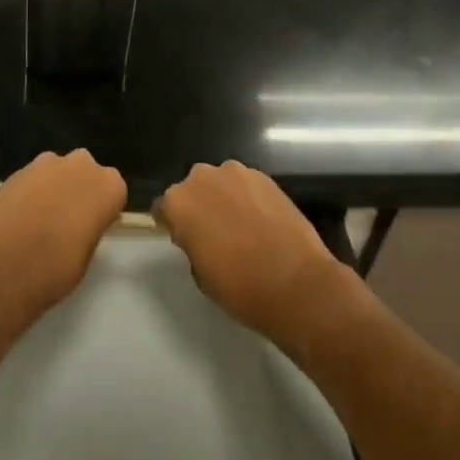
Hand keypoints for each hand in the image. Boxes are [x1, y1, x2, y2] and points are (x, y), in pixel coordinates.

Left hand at [0, 150, 125, 337]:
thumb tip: (81, 221)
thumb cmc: (55, 269)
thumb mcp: (87, 254)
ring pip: (57, 171)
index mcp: (108, 185)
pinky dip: (30, 192)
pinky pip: (32, 178)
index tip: (92, 226)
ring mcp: (46, 162)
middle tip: (67, 220)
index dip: (102, 208)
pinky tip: (19, 217)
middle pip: (85, 172)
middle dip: (78, 189)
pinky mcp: (17, 169)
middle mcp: (81, 164)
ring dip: (53, 187)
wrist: (1, 269)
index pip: (113, 190)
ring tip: (39, 220)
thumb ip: (90, 226)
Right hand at [155, 161, 355, 355]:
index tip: (184, 240)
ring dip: (224, 198)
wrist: (296, 283)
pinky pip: (246, 185)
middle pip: (192, 189)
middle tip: (213, 233)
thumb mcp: (200, 273)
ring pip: (221, 183)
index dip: (172, 224)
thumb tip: (199, 234)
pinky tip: (261, 221)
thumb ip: (191, 243)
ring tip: (241, 226)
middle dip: (199, 206)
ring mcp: (236, 172)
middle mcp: (202, 177)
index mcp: (178, 202)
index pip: (164, 207)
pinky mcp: (264, 176)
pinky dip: (248, 198)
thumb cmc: (240, 287)